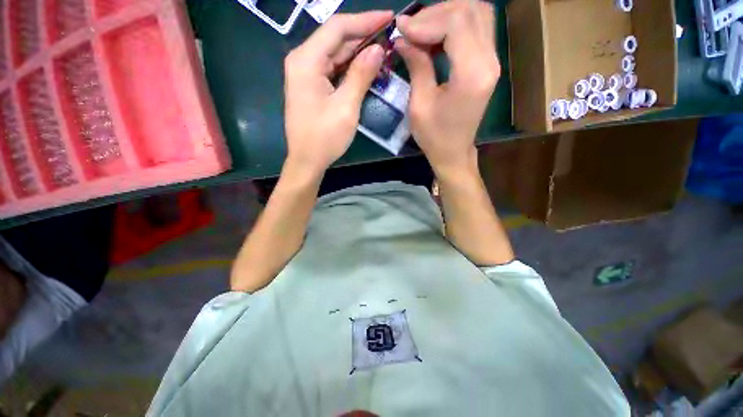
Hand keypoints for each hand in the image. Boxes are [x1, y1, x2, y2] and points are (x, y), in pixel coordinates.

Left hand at [283, 11, 391, 175]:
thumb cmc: (325, 137)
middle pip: (335, 38)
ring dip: (358, 51)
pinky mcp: (310, 86)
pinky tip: (366, 66)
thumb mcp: (346, 107)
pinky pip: (332, 68)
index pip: (338, 28)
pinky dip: (349, 66)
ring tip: (383, 48)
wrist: (307, 160)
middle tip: (390, 34)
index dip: (365, 20)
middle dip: (363, 34)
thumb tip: (377, 48)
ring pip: (335, 53)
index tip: (390, 17)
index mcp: (307, 60)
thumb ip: (361, 74)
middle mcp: (302, 60)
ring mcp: (305, 73)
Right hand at [395, 0, 498, 174]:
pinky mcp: (488, 63)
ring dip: (447, 15)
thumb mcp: (419, 104)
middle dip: (436, 13)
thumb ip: (416, 65)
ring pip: (477, 14)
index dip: (426, 20)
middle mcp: (489, 61)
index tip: (401, 30)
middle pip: (470, 10)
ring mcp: (493, 61)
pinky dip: (455, 25)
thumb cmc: (434, 136)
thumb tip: (403, 38)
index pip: (456, 23)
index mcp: (471, 74)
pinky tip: (435, 37)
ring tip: (421, 30)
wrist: (454, 152)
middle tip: (411, 28)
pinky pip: (477, 29)